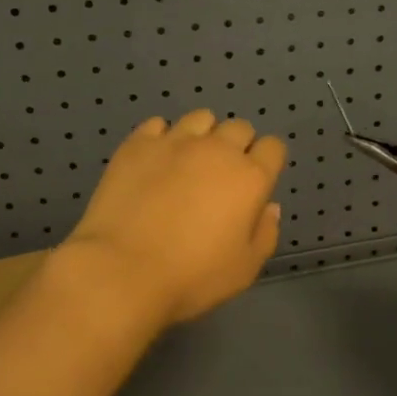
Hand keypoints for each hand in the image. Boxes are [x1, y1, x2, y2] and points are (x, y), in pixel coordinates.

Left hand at [61, 110, 286, 329]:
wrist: (122, 270)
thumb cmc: (192, 277)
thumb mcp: (245, 268)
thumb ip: (265, 233)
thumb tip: (269, 207)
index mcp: (249, 178)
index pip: (273, 147)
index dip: (267, 161)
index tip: (255, 183)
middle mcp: (217, 149)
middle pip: (239, 128)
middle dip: (237, 146)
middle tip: (222, 176)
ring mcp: (175, 141)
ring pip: (201, 118)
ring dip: (203, 135)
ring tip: (189, 161)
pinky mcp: (138, 144)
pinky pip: (158, 124)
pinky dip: (162, 137)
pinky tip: (155, 160)